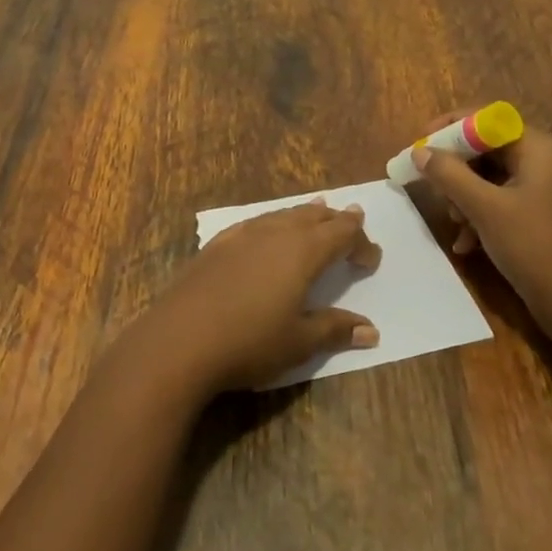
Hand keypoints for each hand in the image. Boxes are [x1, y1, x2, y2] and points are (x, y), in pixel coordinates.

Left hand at [142, 201, 381, 393]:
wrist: (180, 339)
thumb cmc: (249, 342)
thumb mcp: (299, 342)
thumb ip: (335, 330)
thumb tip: (371, 331)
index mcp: (303, 252)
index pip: (342, 234)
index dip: (361, 242)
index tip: (372, 260)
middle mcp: (275, 233)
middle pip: (313, 216)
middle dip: (336, 219)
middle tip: (352, 219)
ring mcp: (242, 235)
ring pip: (283, 214)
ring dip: (305, 214)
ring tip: (317, 208)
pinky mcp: (217, 244)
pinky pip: (255, 222)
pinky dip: (273, 221)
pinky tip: (266, 229)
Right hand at [412, 114, 551, 325]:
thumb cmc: (532, 246)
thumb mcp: (483, 207)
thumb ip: (448, 174)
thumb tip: (420, 152)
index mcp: (538, 147)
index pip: (486, 119)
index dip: (449, 128)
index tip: (420, 146)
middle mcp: (546, 160)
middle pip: (487, 149)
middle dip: (456, 171)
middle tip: (433, 190)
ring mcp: (547, 189)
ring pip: (491, 178)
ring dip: (465, 197)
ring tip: (454, 223)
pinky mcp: (544, 215)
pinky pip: (503, 201)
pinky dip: (481, 215)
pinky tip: (466, 244)